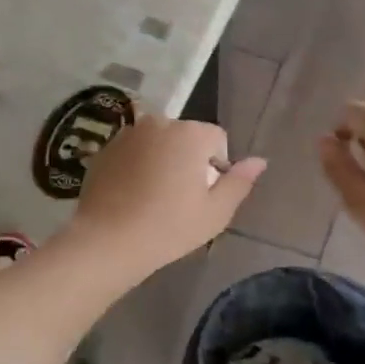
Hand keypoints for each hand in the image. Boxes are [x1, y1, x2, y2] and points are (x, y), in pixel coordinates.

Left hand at [68, 115, 265, 277]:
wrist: (107, 240)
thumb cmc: (169, 227)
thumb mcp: (216, 212)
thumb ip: (240, 182)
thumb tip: (260, 161)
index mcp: (191, 133)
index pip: (217, 139)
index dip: (217, 167)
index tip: (204, 196)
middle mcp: (159, 123)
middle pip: (187, 137)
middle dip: (189, 160)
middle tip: (180, 199)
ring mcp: (128, 134)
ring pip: (158, 143)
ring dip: (163, 161)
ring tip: (154, 198)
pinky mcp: (105, 149)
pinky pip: (133, 152)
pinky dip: (137, 166)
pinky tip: (132, 196)